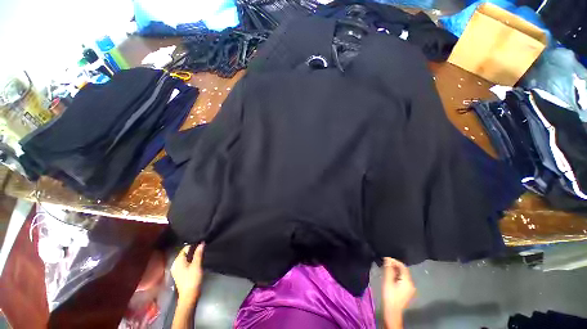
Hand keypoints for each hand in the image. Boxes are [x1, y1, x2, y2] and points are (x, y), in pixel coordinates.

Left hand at [171, 243, 204, 305]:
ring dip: (193, 256)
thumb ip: (198, 253)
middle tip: (203, 250)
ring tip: (202, 255)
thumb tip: (201, 243)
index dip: (194, 245)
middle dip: (194, 251)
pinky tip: (197, 263)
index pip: (185, 248)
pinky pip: (186, 264)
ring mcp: (177, 270)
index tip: (202, 244)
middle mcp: (175, 264)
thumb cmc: (192, 279)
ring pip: (186, 258)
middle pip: (185, 253)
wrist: (189, 296)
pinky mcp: (180, 274)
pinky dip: (191, 262)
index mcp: (178, 261)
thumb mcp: (197, 265)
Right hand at [382, 258, 414, 311]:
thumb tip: (388, 258)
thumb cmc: (389, 296)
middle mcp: (411, 284)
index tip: (386, 258)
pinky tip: (390, 277)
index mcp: (408, 281)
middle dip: (394, 266)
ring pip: (403, 275)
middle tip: (385, 263)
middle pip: (404, 271)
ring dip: (395, 271)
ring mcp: (410, 288)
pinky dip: (397, 276)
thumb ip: (388, 269)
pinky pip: (403, 280)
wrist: (392, 311)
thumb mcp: (387, 281)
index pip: (403, 266)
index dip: (394, 261)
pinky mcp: (407, 291)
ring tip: (386, 269)